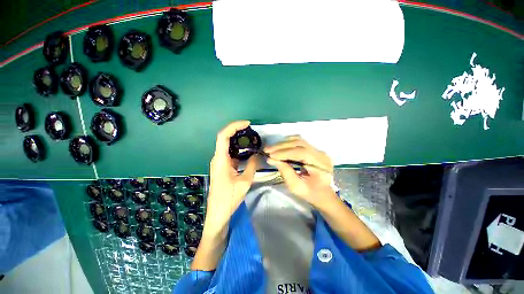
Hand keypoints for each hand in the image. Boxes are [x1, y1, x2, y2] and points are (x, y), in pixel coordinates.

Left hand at [205, 121, 257, 233]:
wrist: (218, 213)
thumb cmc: (230, 198)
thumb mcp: (245, 181)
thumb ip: (251, 165)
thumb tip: (257, 155)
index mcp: (221, 160)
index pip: (223, 136)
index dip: (234, 126)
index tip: (247, 124)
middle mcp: (218, 158)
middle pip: (224, 138)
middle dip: (237, 131)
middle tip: (251, 130)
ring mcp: (219, 162)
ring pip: (227, 146)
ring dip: (238, 140)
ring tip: (251, 139)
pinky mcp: (222, 167)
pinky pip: (230, 154)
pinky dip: (238, 149)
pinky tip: (247, 151)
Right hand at [265, 136, 336, 207]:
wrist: (323, 193)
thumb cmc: (310, 193)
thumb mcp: (296, 187)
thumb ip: (285, 172)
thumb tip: (272, 159)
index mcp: (321, 165)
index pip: (302, 152)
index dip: (284, 153)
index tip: (270, 156)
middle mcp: (321, 154)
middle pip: (299, 143)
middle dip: (281, 146)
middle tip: (267, 150)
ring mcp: (318, 150)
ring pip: (298, 140)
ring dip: (283, 143)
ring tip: (271, 149)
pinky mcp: (313, 149)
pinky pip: (299, 142)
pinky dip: (288, 143)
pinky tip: (280, 147)